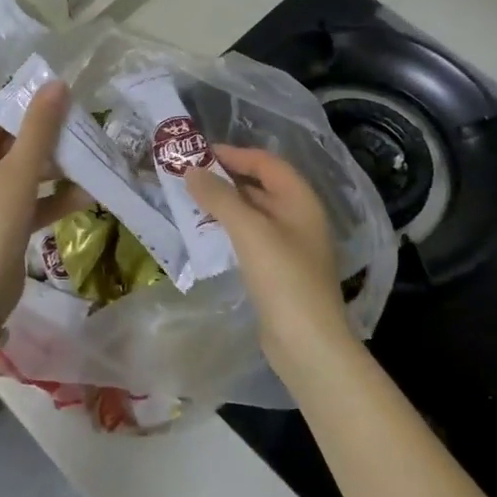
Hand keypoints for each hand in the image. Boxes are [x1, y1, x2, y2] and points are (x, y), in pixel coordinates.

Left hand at [0, 82, 90, 315]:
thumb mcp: (20, 169)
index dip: (26, 101)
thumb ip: (40, 127)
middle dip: (47, 136)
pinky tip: (87, 195)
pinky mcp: (1, 223)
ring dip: (55, 167)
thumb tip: (57, 84)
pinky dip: (53, 197)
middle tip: (81, 126)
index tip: (61, 96)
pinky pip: (30, 200)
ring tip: (90, 158)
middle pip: (11, 140)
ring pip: (23, 171)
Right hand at [186, 144, 359, 376]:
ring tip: (190, 202)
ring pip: (253, 213)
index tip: (199, 153)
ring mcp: (290, 245)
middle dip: (226, 178)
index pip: (266, 163)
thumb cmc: (283, 277)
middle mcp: (299, 217)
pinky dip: (229, 229)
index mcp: (300, 200)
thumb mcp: (249, 230)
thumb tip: (192, 171)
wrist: (307, 342)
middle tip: (188, 177)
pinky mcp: (279, 270)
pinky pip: (251, 237)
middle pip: (260, 186)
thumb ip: (220, 197)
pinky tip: (206, 235)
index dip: (234, 153)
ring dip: (225, 205)